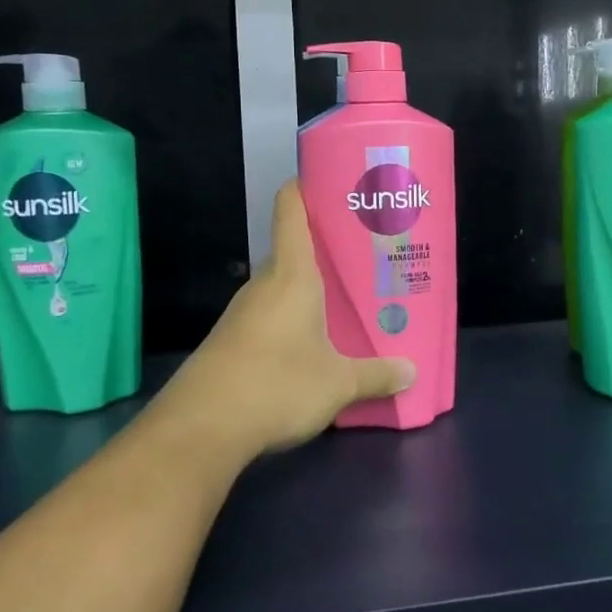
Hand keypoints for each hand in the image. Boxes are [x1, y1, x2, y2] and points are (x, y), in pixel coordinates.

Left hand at [158, 180, 414, 459]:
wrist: (200, 428)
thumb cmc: (276, 384)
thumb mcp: (338, 384)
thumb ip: (376, 375)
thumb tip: (412, 372)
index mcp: (292, 274)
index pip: (291, 208)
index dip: (308, 186)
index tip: (336, 183)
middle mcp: (265, 283)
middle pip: (294, 248)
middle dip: (329, 248)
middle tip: (367, 255)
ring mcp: (244, 312)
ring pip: (284, 285)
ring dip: (313, 288)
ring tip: (351, 299)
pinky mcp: (233, 340)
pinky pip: (271, 314)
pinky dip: (295, 317)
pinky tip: (316, 342)